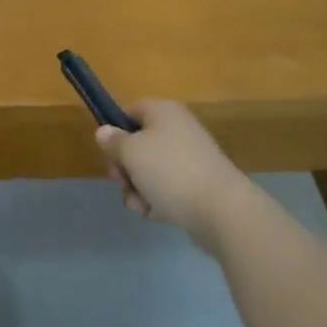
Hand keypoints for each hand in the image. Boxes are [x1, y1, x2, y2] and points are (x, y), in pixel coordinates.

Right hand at [95, 100, 255, 248]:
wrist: (221, 209)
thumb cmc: (169, 170)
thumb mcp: (131, 152)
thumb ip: (113, 141)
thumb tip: (104, 131)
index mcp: (163, 112)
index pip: (130, 112)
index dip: (115, 131)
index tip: (108, 153)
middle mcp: (178, 130)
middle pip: (138, 145)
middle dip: (125, 168)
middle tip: (121, 182)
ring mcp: (190, 159)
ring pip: (150, 171)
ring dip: (138, 189)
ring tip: (141, 204)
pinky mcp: (198, 185)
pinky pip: (168, 189)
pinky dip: (158, 201)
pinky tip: (156, 214)